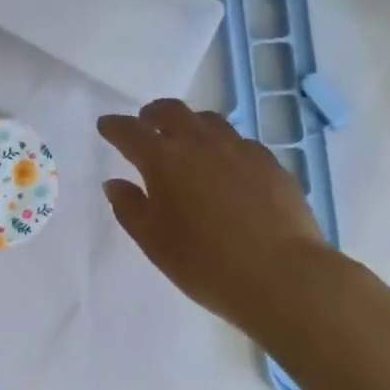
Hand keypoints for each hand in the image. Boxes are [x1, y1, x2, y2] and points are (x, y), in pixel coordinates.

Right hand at [98, 99, 327, 328]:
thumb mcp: (154, 242)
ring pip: (208, 121)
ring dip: (190, 124)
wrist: (284, 277)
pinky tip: (228, 166)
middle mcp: (199, 143)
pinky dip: (224, 145)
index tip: (106, 126)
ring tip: (187, 140)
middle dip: (153, 113)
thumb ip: (129, 208)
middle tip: (145, 122)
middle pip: (171, 111)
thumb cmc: (206, 263)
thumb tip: (115, 183)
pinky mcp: (270, 163)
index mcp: (163, 159)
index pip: (130, 131)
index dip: (114, 126)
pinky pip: (239, 142)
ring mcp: (239, 149)